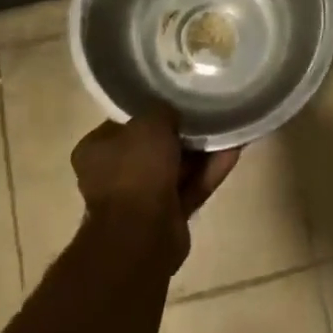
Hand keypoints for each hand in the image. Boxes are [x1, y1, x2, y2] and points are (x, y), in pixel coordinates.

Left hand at [72, 108, 240, 268]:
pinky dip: (211, 170)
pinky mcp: (168, 215)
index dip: (152, 109)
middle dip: (183, 131)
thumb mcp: (149, 122)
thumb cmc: (136, 170)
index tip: (178, 98)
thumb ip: (162, 111)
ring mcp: (142, 197)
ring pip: (178, 166)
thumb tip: (173, 112)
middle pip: (155, 145)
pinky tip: (234, 149)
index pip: (127, 122)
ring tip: (229, 126)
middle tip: (209, 111)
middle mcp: (115, 174)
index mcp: (97, 150)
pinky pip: (192, 185)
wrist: (142, 235)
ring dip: (202, 150)